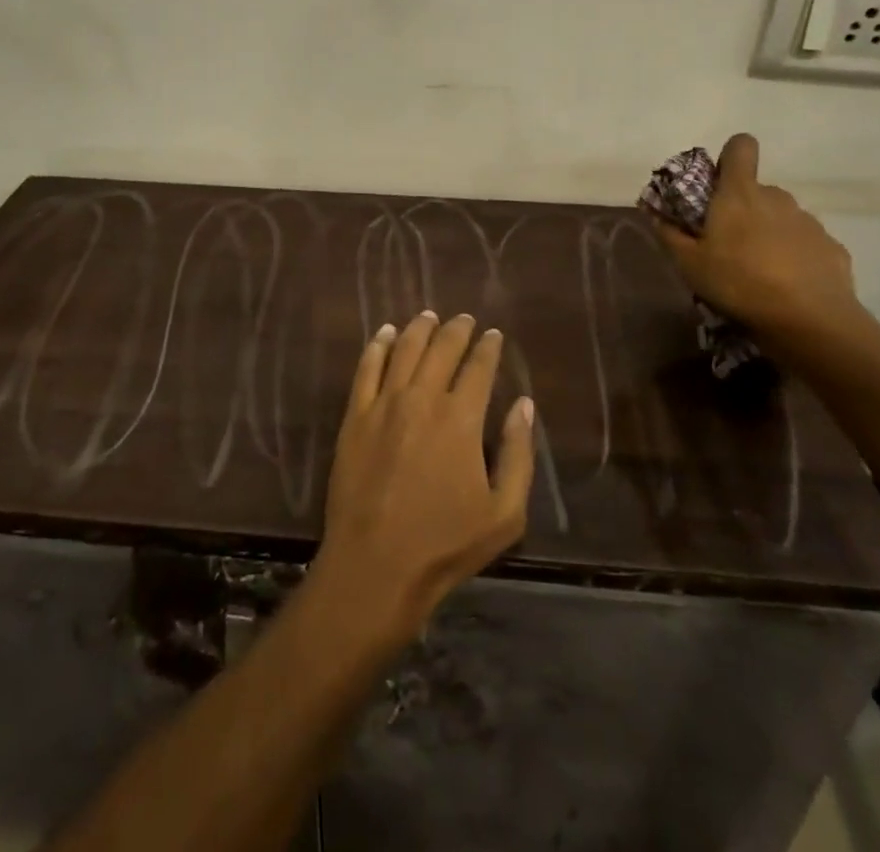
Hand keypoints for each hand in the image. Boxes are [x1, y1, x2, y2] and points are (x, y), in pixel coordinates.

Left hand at [312, 311, 535, 640]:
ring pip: (404, 350)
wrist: (376, 564)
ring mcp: (384, 404)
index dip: (488, 348)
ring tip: (429, 316)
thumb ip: (519, 454)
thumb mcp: (504, 513)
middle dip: (456, 330)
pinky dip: (377, 345)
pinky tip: (384, 333)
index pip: (478, 368)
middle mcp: (422, 398)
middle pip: (441, 349)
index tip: (493, 335)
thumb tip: (524, 405)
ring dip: (419, 328)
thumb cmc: (446, 544)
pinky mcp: (355, 416)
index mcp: (461, 419)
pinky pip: (367, 368)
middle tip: (464, 319)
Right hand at [648, 133, 862, 340]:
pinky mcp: (832, 247)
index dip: (729, 156)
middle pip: (756, 190)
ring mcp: (809, 222)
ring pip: (781, 217)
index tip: (718, 181)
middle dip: (742, 208)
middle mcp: (777, 198)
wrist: (810, 321)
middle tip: (726, 243)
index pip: (740, 147)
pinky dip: (793, 256)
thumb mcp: (689, 264)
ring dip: (768, 233)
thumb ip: (669, 234)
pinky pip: (804, 243)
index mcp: (740, 194)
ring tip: (757, 270)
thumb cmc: (739, 282)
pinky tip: (787, 285)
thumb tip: (655, 213)